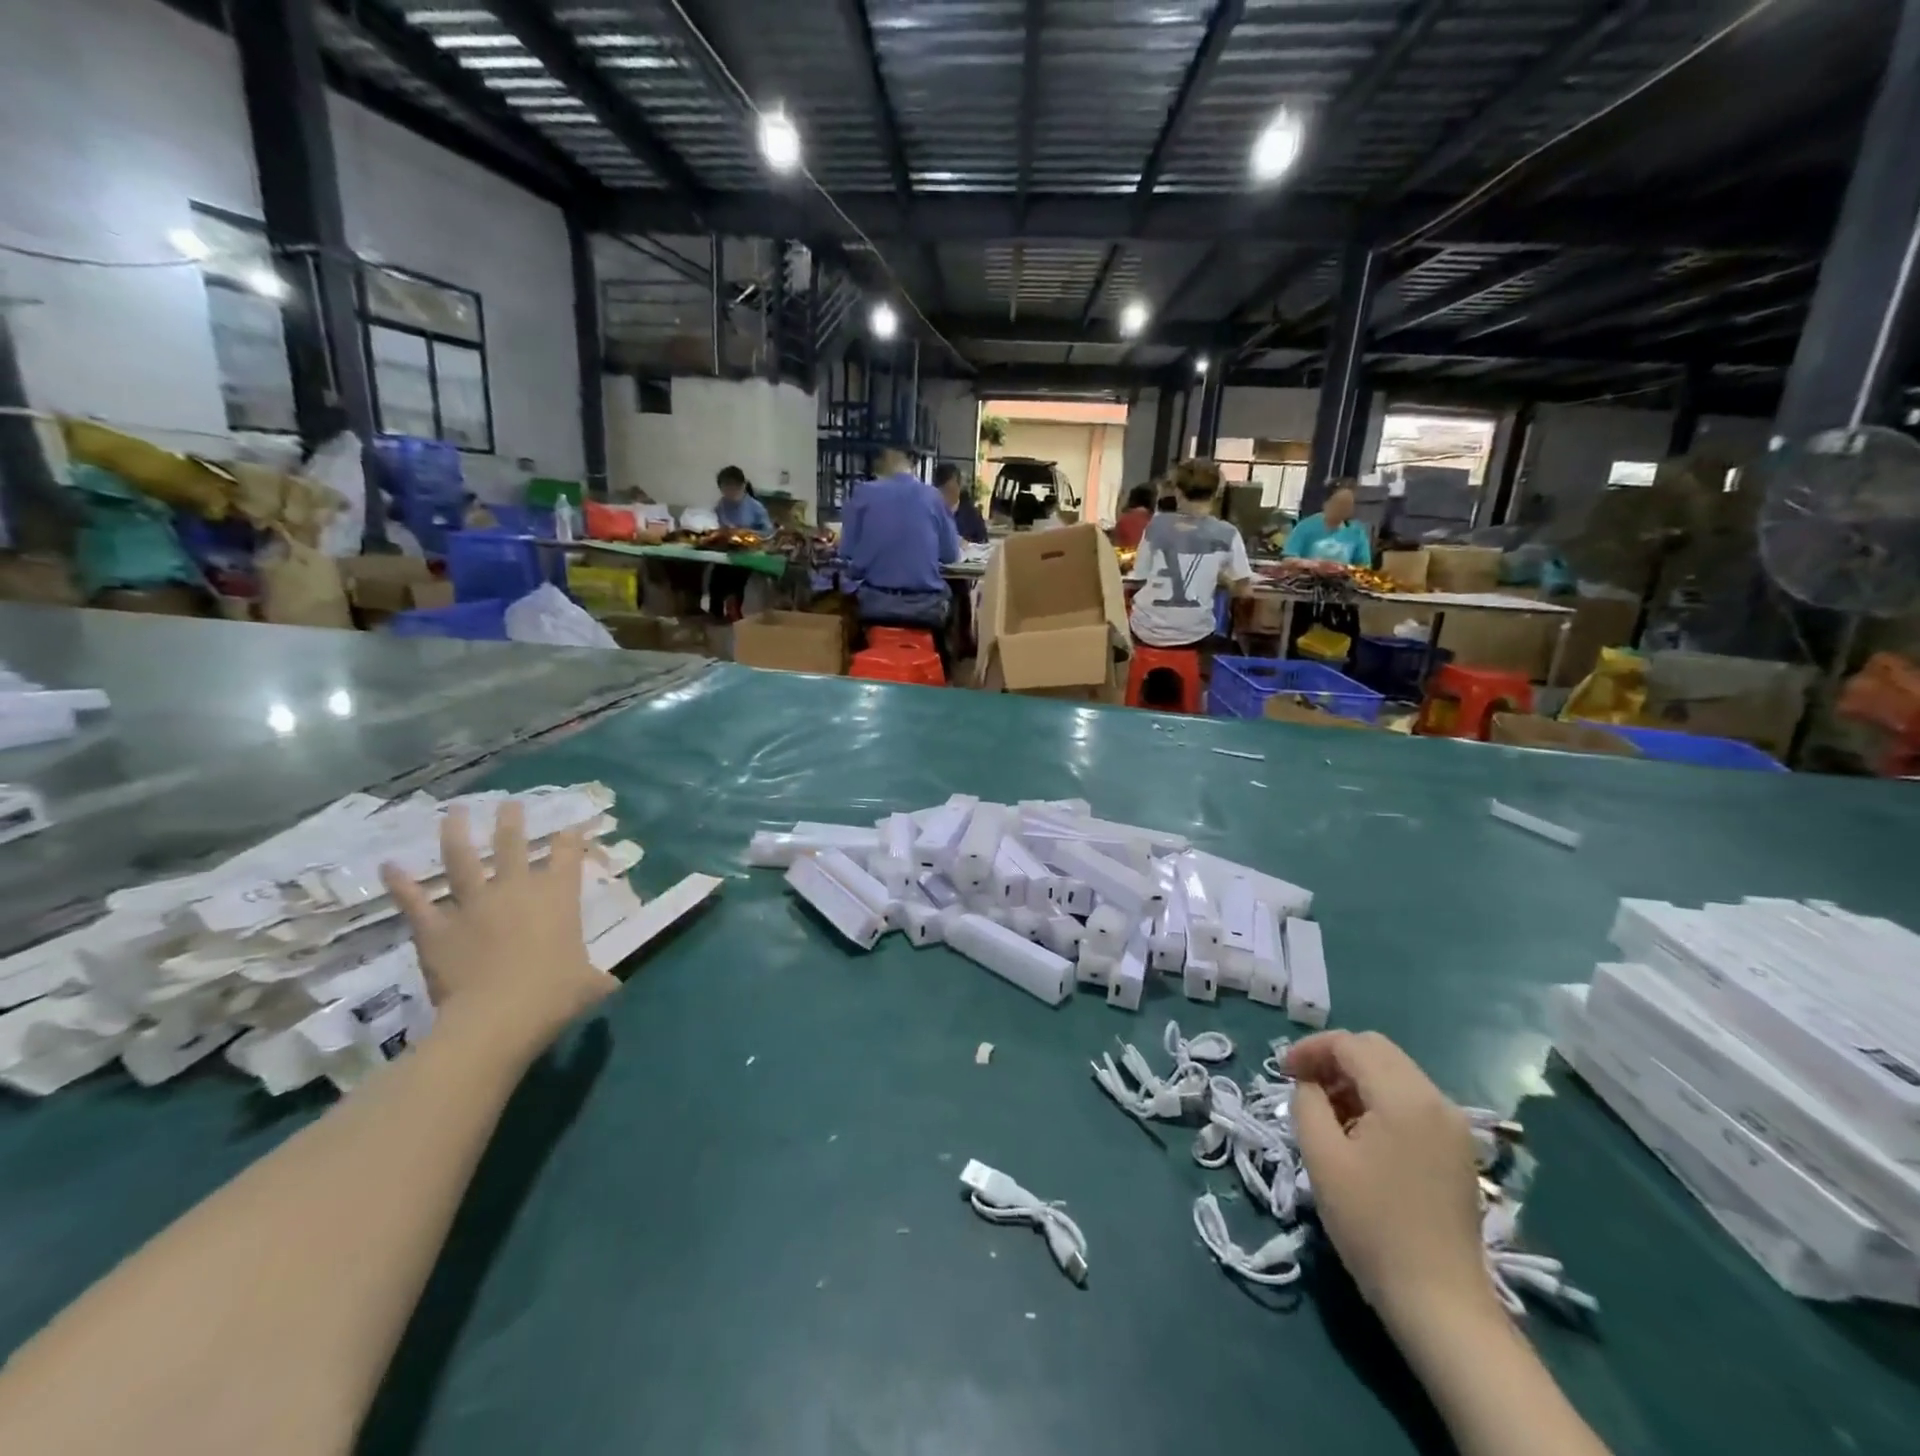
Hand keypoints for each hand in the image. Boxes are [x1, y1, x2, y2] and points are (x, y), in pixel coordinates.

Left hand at [381, 803, 615, 1052]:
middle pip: (513, 845)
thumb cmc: (554, 995)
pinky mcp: (436, 928)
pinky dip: (401, 884)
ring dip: (456, 833)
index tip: (571, 829)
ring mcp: (473, 905)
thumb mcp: (589, 984)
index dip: (571, 840)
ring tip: (454, 812)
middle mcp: (516, 890)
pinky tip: (389, 866)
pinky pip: (415, 902)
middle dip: (512, 821)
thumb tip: (610, 982)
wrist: (498, 1016)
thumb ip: (596, 977)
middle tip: (510, 804)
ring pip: (462, 860)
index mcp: (558, 897)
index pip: (568, 856)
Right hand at [1288, 1031, 1490, 1328]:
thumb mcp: (1322, 1157)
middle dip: (1333, 1058)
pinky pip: (1410, 1100)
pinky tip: (1358, 1132)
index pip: (1350, 1044)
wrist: (1439, 1302)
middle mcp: (1436, 1100)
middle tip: (1301, 1084)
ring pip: (1394, 1073)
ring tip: (1325, 1110)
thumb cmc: (1372, 1225)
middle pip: (1376, 1050)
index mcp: (1404, 1097)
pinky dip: (1378, 1099)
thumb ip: (1307, 1103)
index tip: (1282, 1071)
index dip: (1310, 1049)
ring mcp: (1452, 1126)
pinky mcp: (1456, 1150)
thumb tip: (1308, 1084)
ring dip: (1355, 1079)